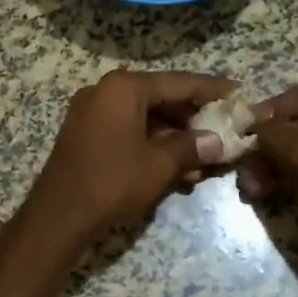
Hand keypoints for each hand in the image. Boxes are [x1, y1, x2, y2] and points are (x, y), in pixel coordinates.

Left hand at [30, 70, 236, 239]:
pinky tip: (177, 170)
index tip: (238, 93)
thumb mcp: (160, 165)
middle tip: (224, 133)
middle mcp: (105, 91)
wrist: (59, 214)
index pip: (178, 82)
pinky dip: (152, 145)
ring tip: (204, 163)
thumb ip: (191, 147)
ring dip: (174, 139)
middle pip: (160, 99)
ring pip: (145, 118)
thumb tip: (217, 142)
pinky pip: (127, 131)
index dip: (211, 90)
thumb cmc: (113, 182)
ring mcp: (91, 112)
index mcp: (124, 87)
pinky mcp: (85, 134)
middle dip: (193, 120)